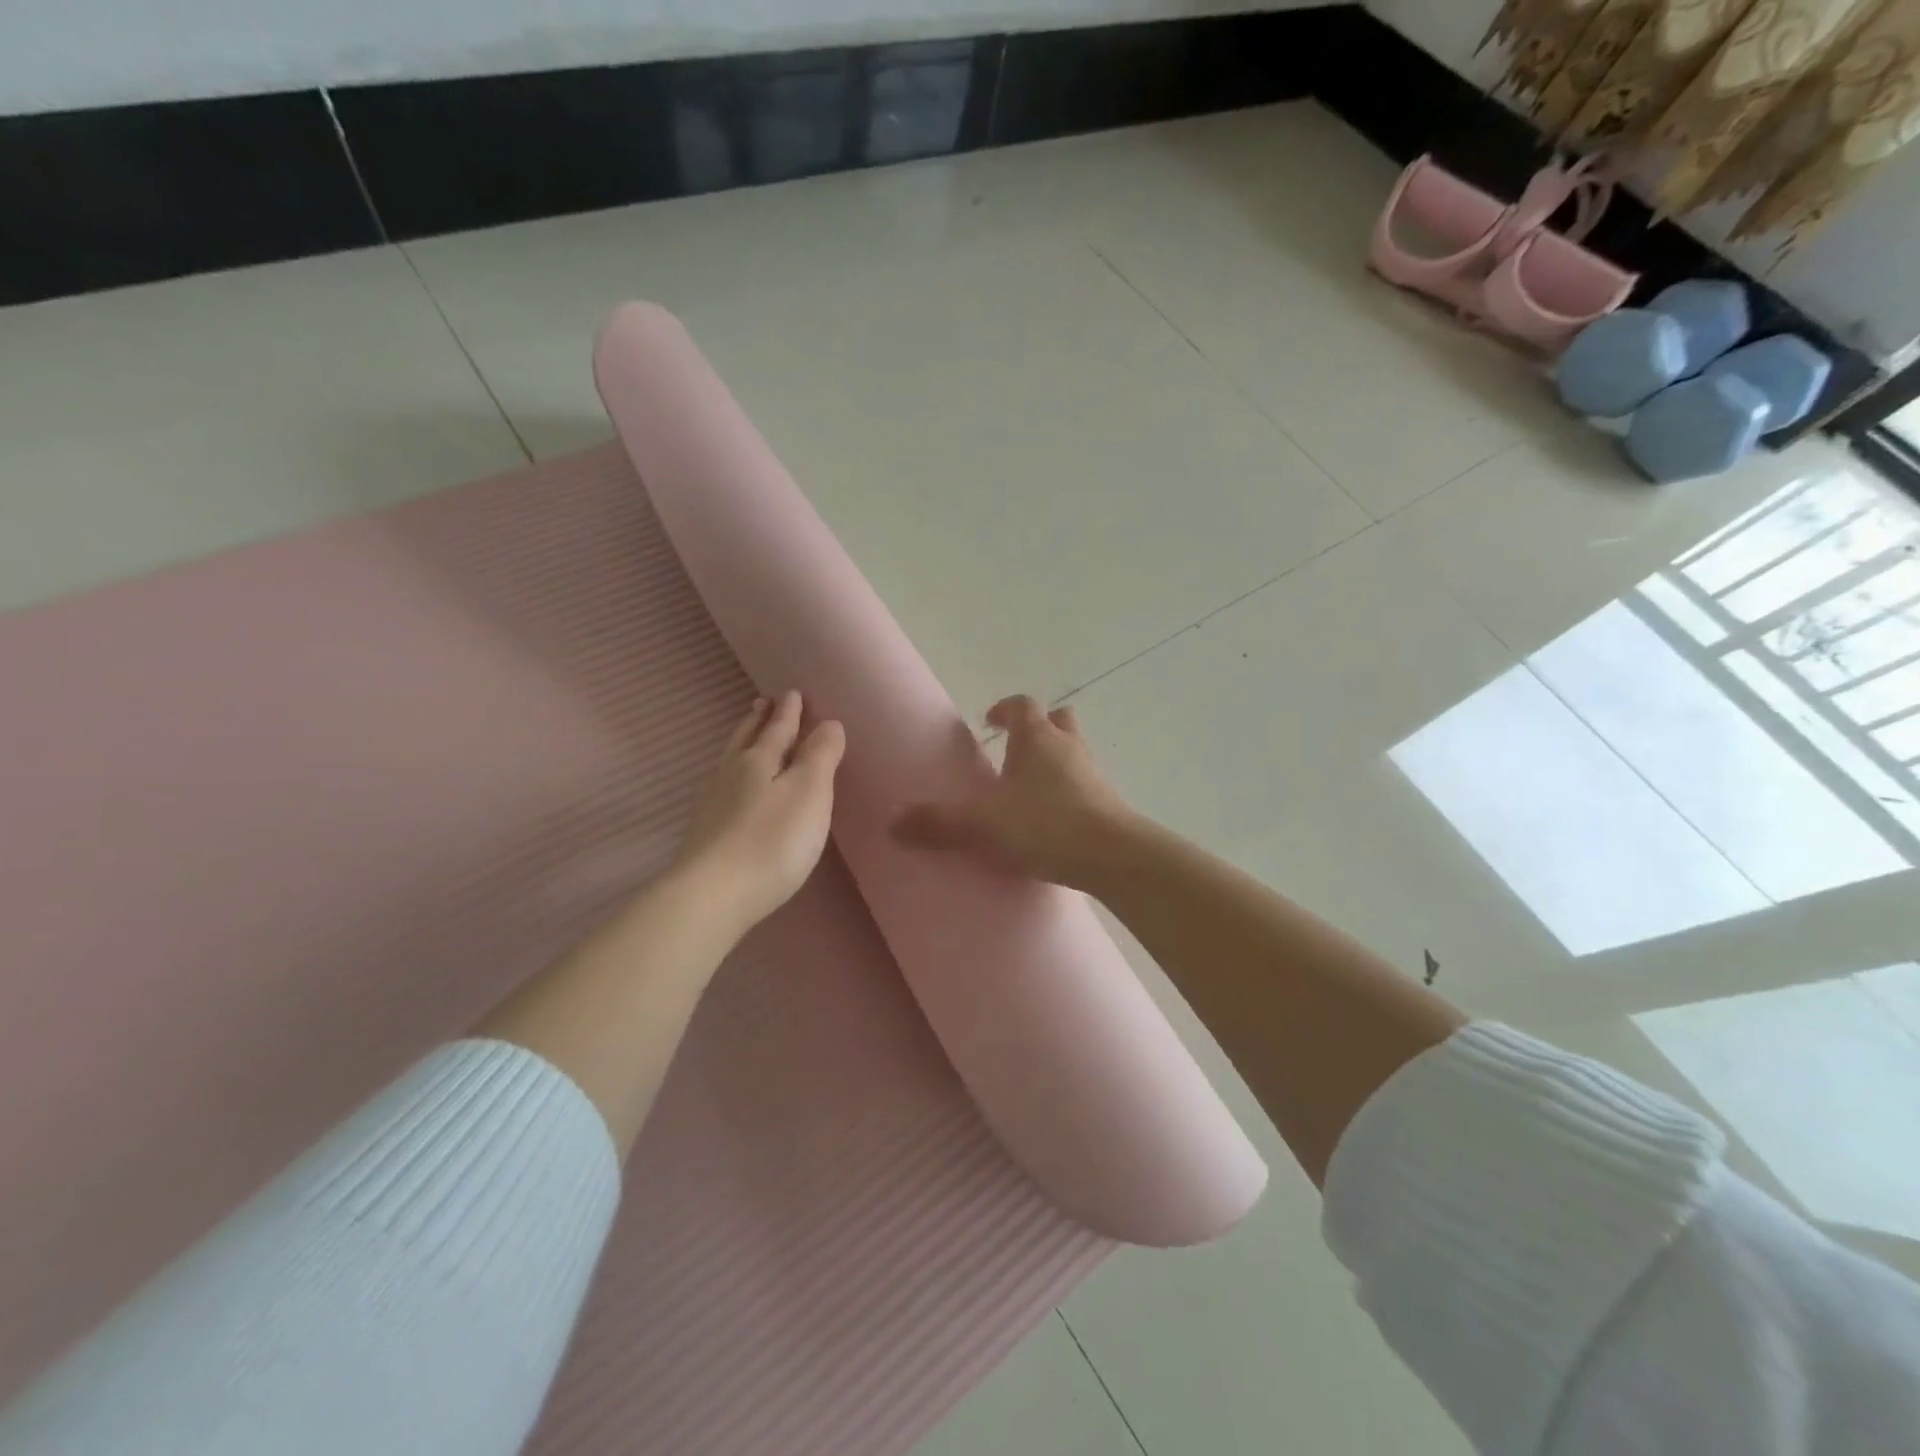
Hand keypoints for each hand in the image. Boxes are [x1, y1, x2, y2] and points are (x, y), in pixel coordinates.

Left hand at [671, 691, 845, 934]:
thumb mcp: (809, 793)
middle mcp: (732, 774)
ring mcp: (713, 803)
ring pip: (730, 760)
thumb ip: (820, 756)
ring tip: (747, 734)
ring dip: (743, 742)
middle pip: (747, 739)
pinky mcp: (705, 831)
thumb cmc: (772, 840)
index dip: (789, 712)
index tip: (792, 692)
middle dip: (759, 721)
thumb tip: (828, 722)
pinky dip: (733, 772)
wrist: (712, 896)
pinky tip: (732, 784)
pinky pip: (723, 784)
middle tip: (763, 703)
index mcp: (759, 760)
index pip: (778, 728)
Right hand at [894, 694, 1135, 889]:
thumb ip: (938, 822)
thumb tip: (893, 822)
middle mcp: (1069, 747)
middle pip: (1058, 720)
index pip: (1023, 705)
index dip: (1005, 708)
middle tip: (1013, 750)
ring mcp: (1093, 774)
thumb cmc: (1045, 824)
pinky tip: (1051, 821)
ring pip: (1073, 752)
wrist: (1113, 856)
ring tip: (1029, 789)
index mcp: (1038, 738)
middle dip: (1037, 729)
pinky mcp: (1108, 804)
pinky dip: (1067, 792)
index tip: (989, 720)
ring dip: (1054, 761)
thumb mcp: (982, 823)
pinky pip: (1085, 786)